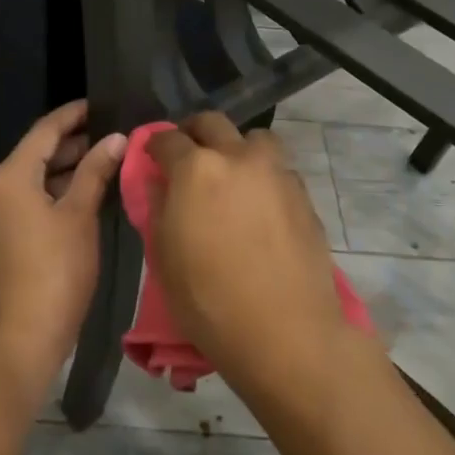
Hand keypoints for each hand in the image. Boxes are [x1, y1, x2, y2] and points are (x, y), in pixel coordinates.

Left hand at [0, 101, 126, 396]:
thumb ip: (96, 172)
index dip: (73, 115)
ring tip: (102, 165)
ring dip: (62, 173)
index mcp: (7, 178)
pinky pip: (22, 204)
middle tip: (111, 138)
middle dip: (71, 146)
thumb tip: (117, 138)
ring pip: (29, 182)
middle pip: (33, 156)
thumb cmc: (55, 273)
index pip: (44, 131)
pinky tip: (78, 199)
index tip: (100, 104)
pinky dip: (49, 196)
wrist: (19, 341)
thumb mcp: (80, 217)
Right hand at [147, 113, 351, 408]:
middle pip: (213, 123)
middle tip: (187, 156)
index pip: (167, 139)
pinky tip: (258, 206)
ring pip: (254, 139)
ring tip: (231, 176)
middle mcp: (238, 158)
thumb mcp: (164, 258)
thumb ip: (158, 210)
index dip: (154, 145)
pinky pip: (278, 169)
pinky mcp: (304, 196)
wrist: (285, 331)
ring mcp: (277, 174)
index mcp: (196, 169)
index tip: (150, 156)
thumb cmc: (209, 300)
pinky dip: (263, 175)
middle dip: (194, 132)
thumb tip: (158, 184)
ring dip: (237, 148)